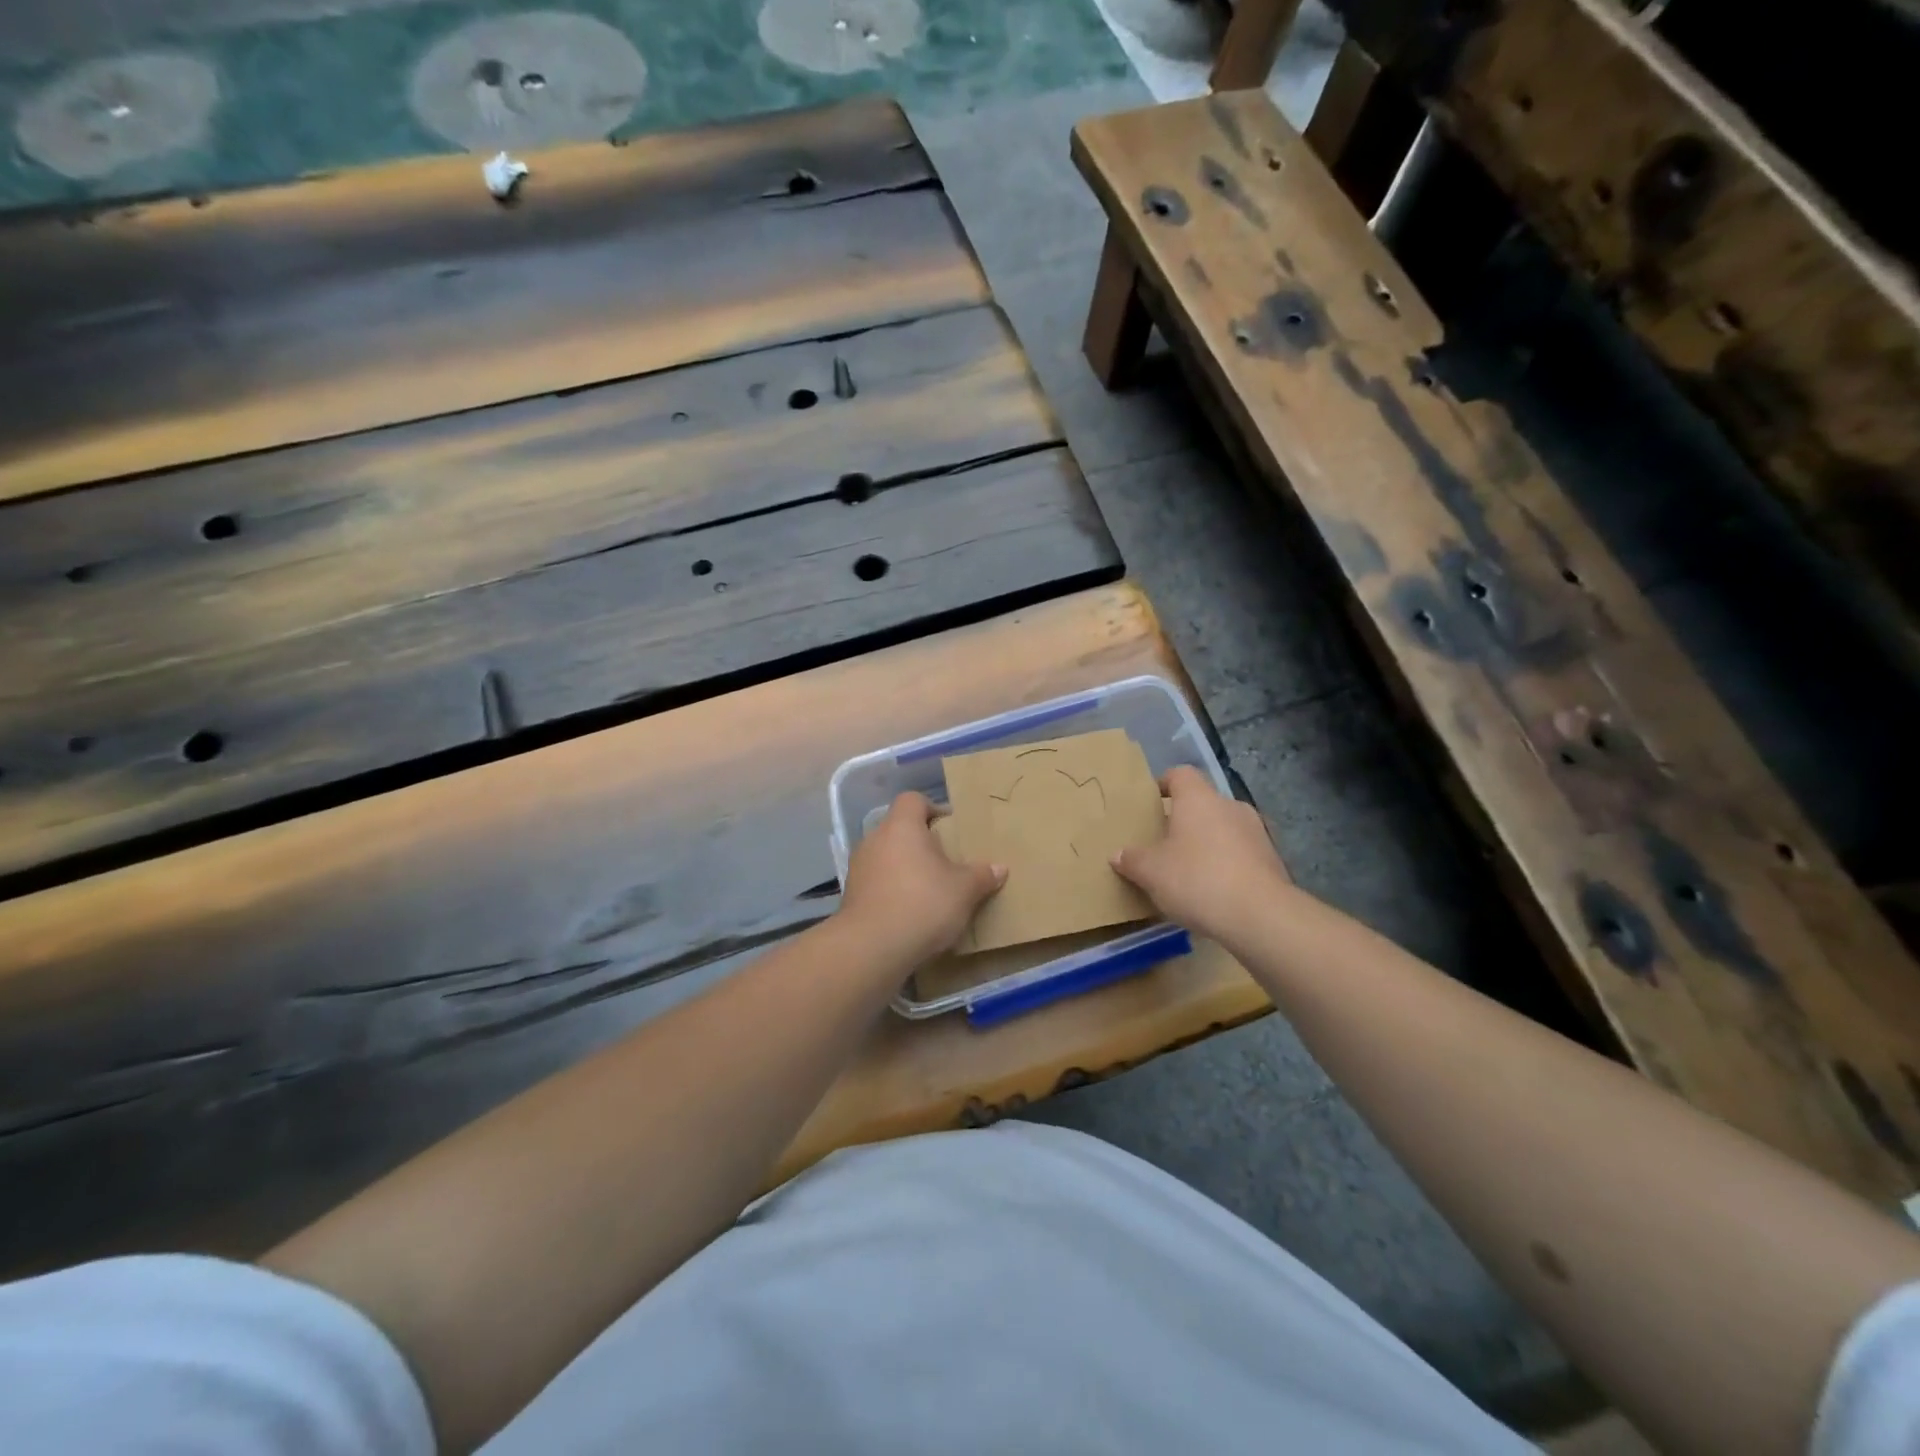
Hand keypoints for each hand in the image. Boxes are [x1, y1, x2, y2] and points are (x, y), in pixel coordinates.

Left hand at [838, 793, 1005, 967]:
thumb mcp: (964, 891)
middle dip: (921, 844)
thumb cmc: (923, 904)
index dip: (932, 809)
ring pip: (886, 857)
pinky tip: (909, 913)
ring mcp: (858, 868)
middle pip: (899, 829)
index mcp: (901, 826)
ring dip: (905, 869)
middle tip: (945, 863)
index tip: (949, 829)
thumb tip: (999, 868)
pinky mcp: (850, 896)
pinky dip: (891, 891)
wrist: (872, 948)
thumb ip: (982, 876)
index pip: (912, 800)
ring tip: (928, 891)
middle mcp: (875, 839)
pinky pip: (876, 883)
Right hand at [1112, 765, 1287, 941]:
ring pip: (1224, 828)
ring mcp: (1257, 832)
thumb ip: (1132, 860)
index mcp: (1199, 799)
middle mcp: (1230, 806)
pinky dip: (1227, 864)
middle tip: (1164, 843)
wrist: (1261, 916)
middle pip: (1203, 803)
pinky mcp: (1272, 860)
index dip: (1163, 784)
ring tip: (1189, 870)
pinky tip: (1214, 890)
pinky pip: (1241, 853)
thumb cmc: (1197, 879)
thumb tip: (1118, 854)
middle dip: (1184, 820)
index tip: (1150, 803)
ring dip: (1207, 843)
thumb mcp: (1151, 872)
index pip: (1180, 774)